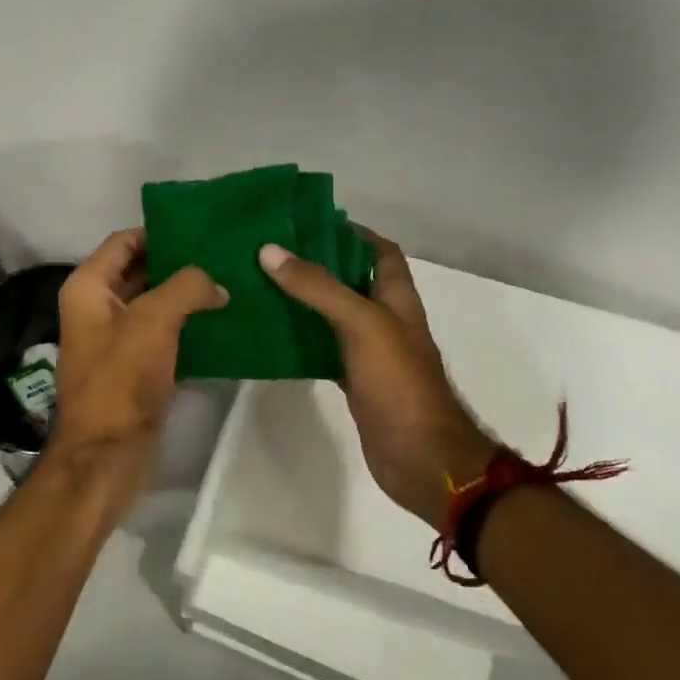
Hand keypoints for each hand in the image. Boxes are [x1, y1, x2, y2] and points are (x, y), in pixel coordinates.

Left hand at [52, 229, 228, 461]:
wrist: (107, 453)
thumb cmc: (121, 379)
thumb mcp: (153, 321)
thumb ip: (187, 288)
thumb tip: (216, 284)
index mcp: (88, 288)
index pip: (124, 241)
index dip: (160, 233)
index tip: (202, 231)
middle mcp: (96, 308)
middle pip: (141, 270)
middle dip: (180, 264)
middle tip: (224, 256)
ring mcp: (115, 339)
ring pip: (155, 304)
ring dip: (187, 296)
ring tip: (231, 284)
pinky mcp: (134, 367)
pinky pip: (163, 334)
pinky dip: (188, 326)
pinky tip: (222, 322)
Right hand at [259, 234, 489, 529]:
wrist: (418, 456)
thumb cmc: (398, 382)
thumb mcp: (360, 323)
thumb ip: (318, 287)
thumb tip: (270, 251)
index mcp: (396, 297)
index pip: (379, 251)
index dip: (352, 233)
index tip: (308, 224)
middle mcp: (385, 319)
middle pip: (350, 280)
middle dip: (317, 265)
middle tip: (271, 253)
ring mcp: (370, 352)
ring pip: (333, 315)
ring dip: (304, 301)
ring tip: (261, 285)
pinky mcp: (355, 380)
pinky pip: (324, 349)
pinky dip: (302, 339)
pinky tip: (272, 334)